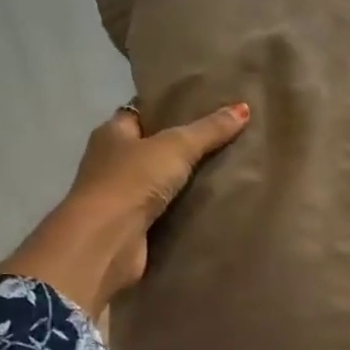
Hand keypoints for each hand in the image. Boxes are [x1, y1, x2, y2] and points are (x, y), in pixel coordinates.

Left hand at [0, 102, 250, 314]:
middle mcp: (110, 162)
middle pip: (150, 148)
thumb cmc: (132, 181)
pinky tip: (210, 204)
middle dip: (181, 147)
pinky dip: (181, 210)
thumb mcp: (176, 146)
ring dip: (182, 181)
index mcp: (112, 133)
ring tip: (226, 171)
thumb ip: (209, 130)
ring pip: (158, 182)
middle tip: (223, 140)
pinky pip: (162, 212)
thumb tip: (243, 108)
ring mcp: (119, 196)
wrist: (106, 241)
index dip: (168, 109)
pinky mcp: (130, 227)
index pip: (141, 112)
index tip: (202, 108)